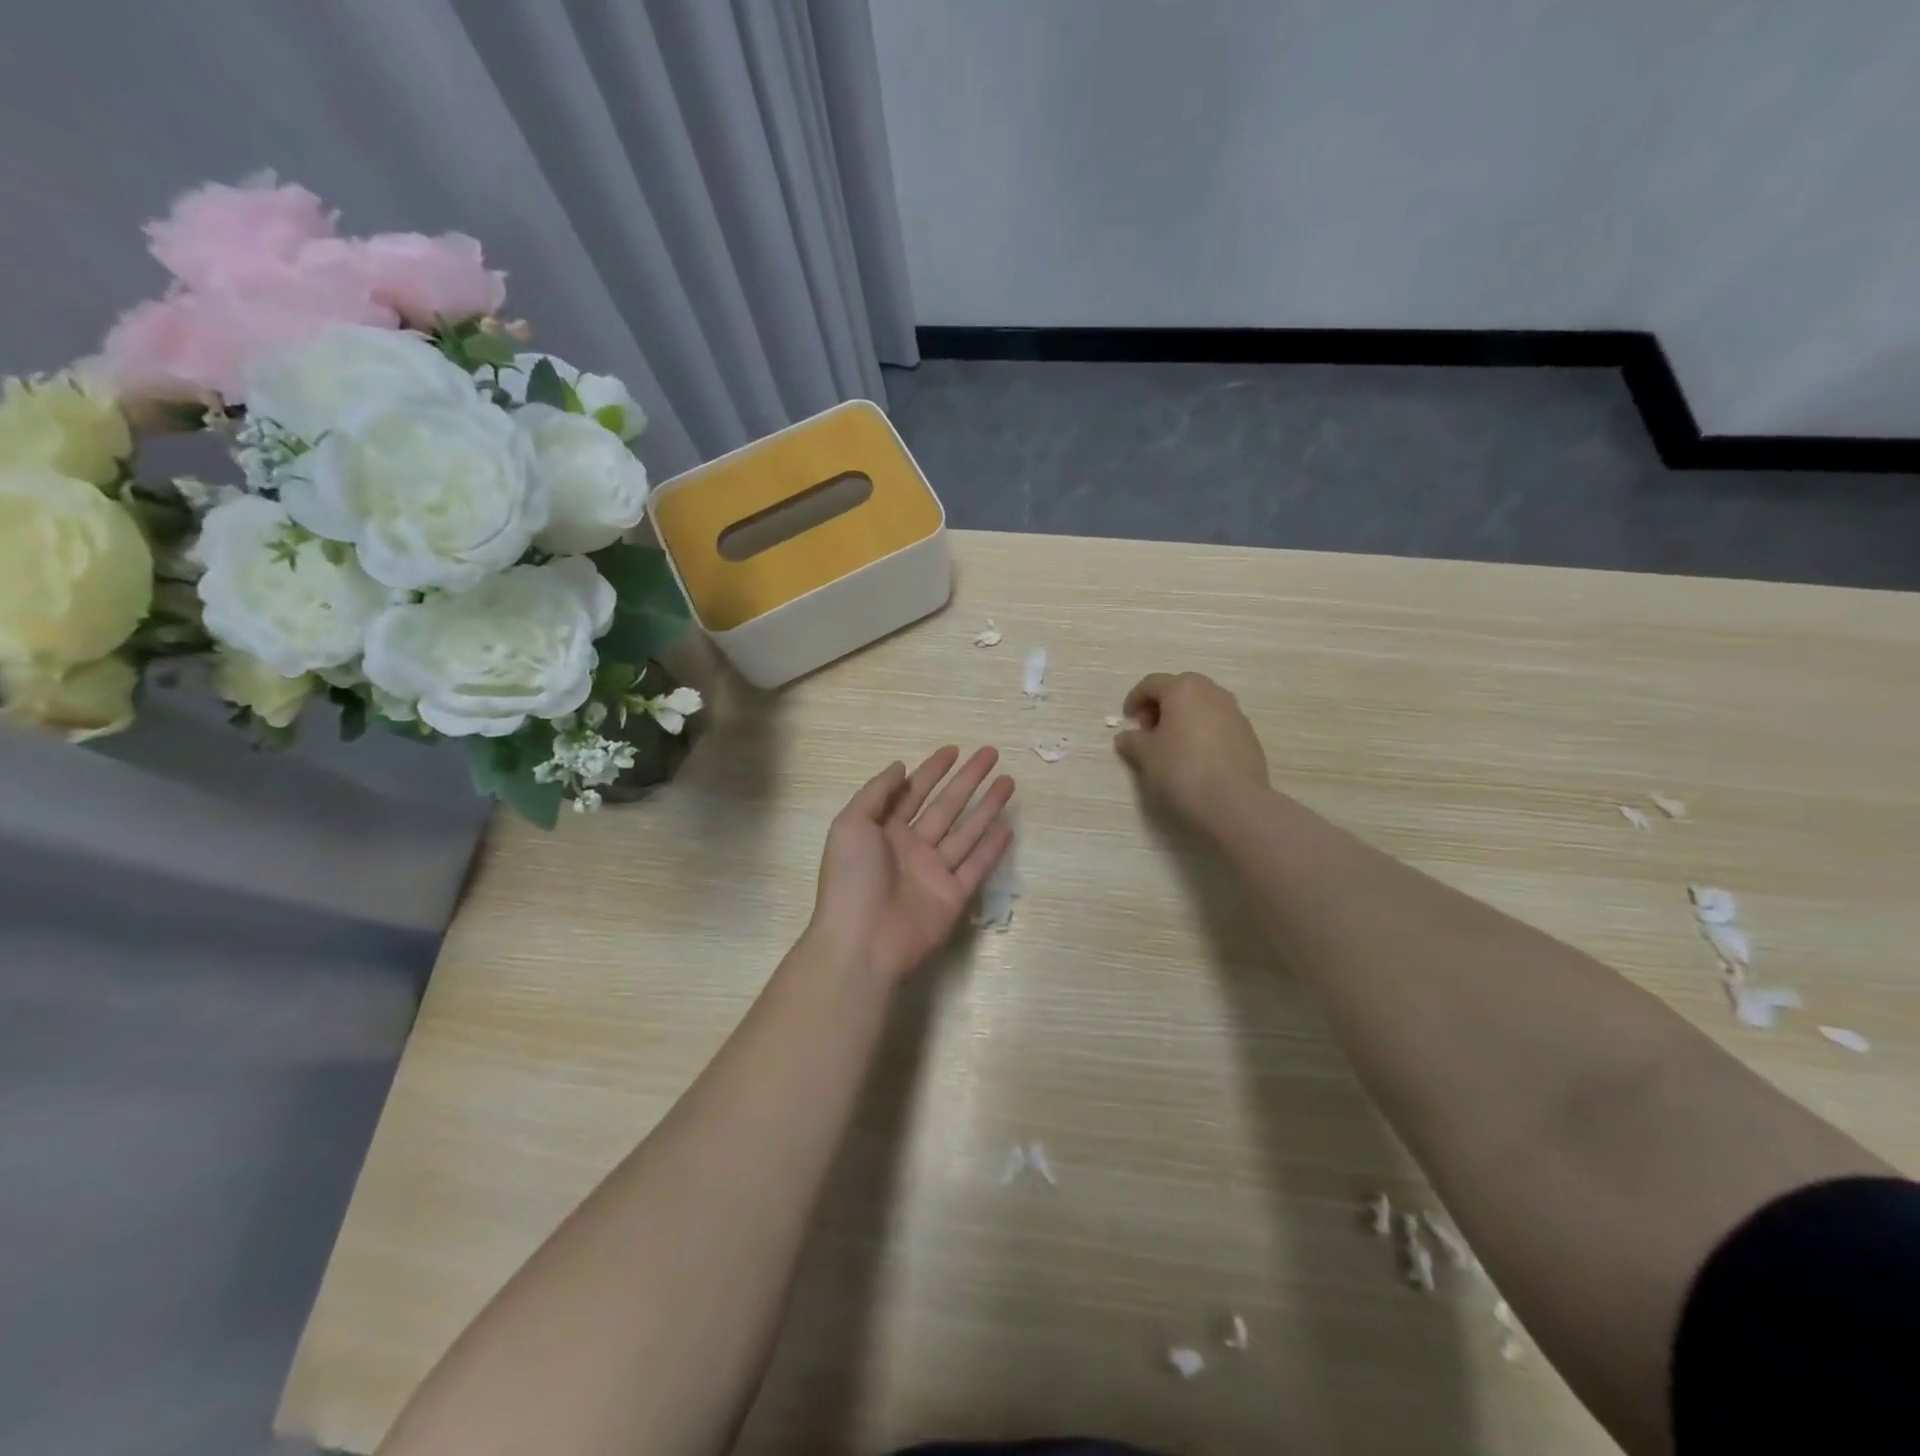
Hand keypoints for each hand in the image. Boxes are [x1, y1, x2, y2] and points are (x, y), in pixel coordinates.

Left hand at [810, 746, 1015, 984]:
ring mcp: (934, 872)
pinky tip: (1008, 826)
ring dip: (987, 806)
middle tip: (991, 754)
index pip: (913, 792)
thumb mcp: (851, 824)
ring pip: (966, 831)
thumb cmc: (851, 879)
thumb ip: (877, 793)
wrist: (861, 942)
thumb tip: (901, 766)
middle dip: (968, 780)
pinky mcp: (953, 896)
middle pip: (946, 806)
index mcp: (884, 830)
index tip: (954, 750)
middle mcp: (912, 848)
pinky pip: (977, 866)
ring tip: (1009, 781)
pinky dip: (993, 847)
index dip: (932, 770)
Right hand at [1114, 672, 1269, 829]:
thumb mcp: (1146, 755)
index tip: (1128, 721)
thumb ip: (1133, 740)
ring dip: (1183, 718)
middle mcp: (1212, 692)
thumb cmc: (1181, 769)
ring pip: (1201, 706)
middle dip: (1160, 706)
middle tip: (1149, 732)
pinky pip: (1218, 723)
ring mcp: (1234, 712)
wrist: (1234, 802)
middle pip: (1179, 689)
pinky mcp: (1248, 734)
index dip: (1134, 699)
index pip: (1151, 683)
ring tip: (1172, 746)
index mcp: (1183, 689)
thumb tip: (1127, 737)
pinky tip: (1196, 758)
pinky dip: (1202, 732)